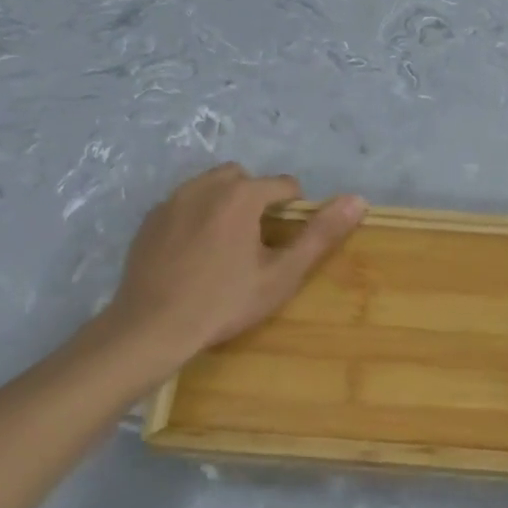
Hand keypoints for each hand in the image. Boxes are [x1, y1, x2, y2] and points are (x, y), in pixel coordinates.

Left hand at [100, 164, 366, 367]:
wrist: (152, 328)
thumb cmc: (224, 303)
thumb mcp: (281, 274)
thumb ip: (320, 235)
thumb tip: (358, 199)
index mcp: (241, 195)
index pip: (283, 185)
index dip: (293, 209)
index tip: (286, 241)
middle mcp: (206, 186)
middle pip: (244, 179)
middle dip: (256, 199)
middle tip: (257, 240)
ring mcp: (172, 200)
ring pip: (210, 186)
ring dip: (225, 203)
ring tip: (226, 244)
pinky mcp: (150, 218)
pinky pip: (182, 203)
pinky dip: (195, 216)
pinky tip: (194, 252)